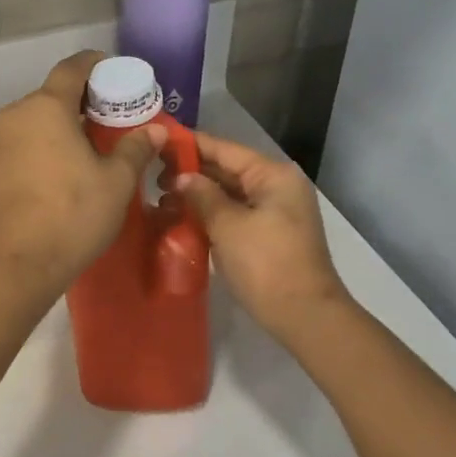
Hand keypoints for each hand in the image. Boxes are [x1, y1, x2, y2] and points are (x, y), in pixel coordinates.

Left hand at [0, 52, 165, 295]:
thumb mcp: (116, 182)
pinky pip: (23, 147)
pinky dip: (44, 149)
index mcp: (46, 107)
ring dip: (62, 128)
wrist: (13, 264)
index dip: (96, 64)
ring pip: (35, 123)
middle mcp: (15, 115)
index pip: (72, 68)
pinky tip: (62, 176)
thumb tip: (154, 130)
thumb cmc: (71, 214)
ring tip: (91, 151)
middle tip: (112, 120)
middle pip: (52, 95)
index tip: (116, 74)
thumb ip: (135, 149)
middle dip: (83, 102)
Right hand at [178, 132, 349, 340]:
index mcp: (273, 176)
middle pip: (227, 170)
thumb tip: (182, 177)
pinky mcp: (268, 235)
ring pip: (229, 194)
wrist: (304, 316)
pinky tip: (181, 219)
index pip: (225, 149)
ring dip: (198, 196)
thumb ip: (202, 195)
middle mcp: (277, 187)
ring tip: (160, 199)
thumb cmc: (266, 264)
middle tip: (151, 176)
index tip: (159, 141)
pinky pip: (234, 215)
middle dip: (191, 173)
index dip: (191, 145)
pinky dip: (210, 215)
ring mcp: (274, 212)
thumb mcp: (228, 226)